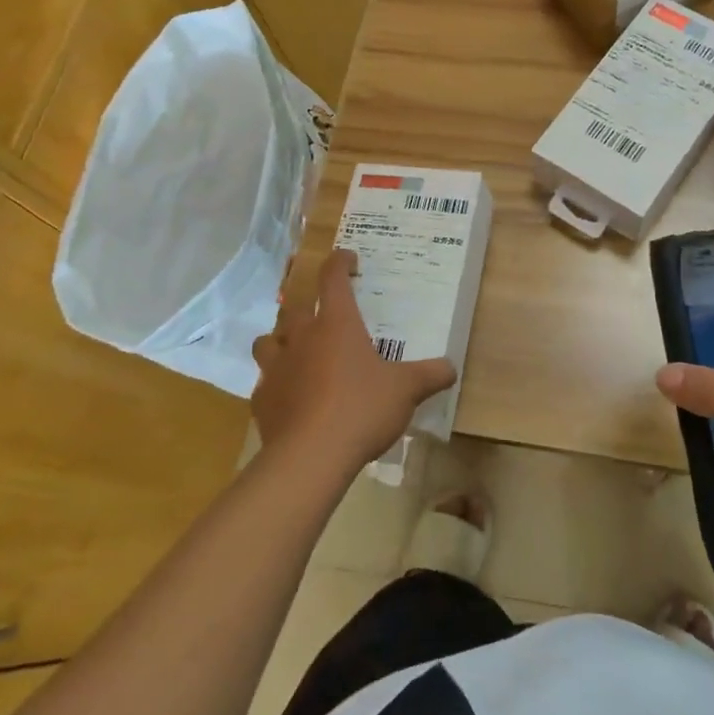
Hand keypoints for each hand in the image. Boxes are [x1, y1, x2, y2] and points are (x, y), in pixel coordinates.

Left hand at [251, 250, 456, 475]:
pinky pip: (264, 382)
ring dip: (280, 340)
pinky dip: (276, 383)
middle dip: (306, 306)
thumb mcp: (406, 390)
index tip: (347, 257)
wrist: (311, 457)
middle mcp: (302, 337)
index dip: (339, 262)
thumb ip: (430, 375)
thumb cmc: (361, 408)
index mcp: (336, 324)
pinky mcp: (262, 400)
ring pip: (268, 340)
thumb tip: (451, 368)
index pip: (332, 278)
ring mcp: (276, 368)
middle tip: (322, 315)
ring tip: (297, 352)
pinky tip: (290, 397)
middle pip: (294, 307)